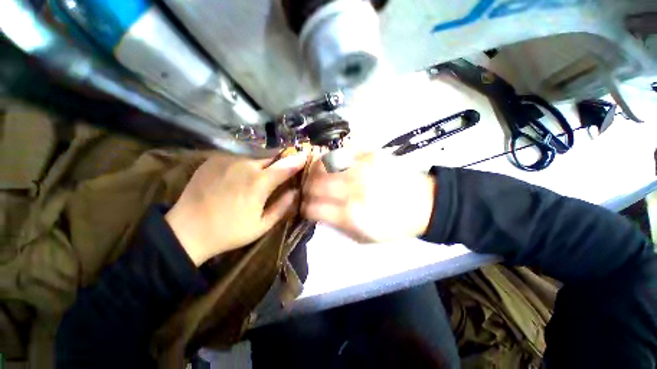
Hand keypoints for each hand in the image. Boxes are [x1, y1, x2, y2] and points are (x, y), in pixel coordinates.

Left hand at [165, 152, 307, 265]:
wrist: (186, 230)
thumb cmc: (229, 231)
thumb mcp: (262, 225)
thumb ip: (282, 206)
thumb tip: (295, 191)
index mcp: (259, 182)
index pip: (286, 165)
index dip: (297, 160)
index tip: (305, 156)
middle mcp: (245, 165)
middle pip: (271, 157)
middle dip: (280, 162)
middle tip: (283, 169)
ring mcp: (227, 160)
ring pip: (254, 157)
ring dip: (262, 164)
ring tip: (260, 175)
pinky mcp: (214, 159)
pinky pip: (238, 158)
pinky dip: (245, 164)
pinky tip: (240, 176)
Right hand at [302, 152, 435, 242]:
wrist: (423, 204)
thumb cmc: (393, 225)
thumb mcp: (363, 237)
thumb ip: (336, 225)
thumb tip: (317, 212)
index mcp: (350, 215)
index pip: (312, 208)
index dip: (304, 208)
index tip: (305, 207)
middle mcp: (352, 190)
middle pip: (313, 185)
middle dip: (305, 189)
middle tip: (308, 191)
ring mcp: (361, 169)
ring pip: (323, 165)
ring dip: (314, 172)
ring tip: (316, 176)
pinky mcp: (370, 154)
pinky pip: (340, 152)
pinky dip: (330, 158)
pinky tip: (331, 164)